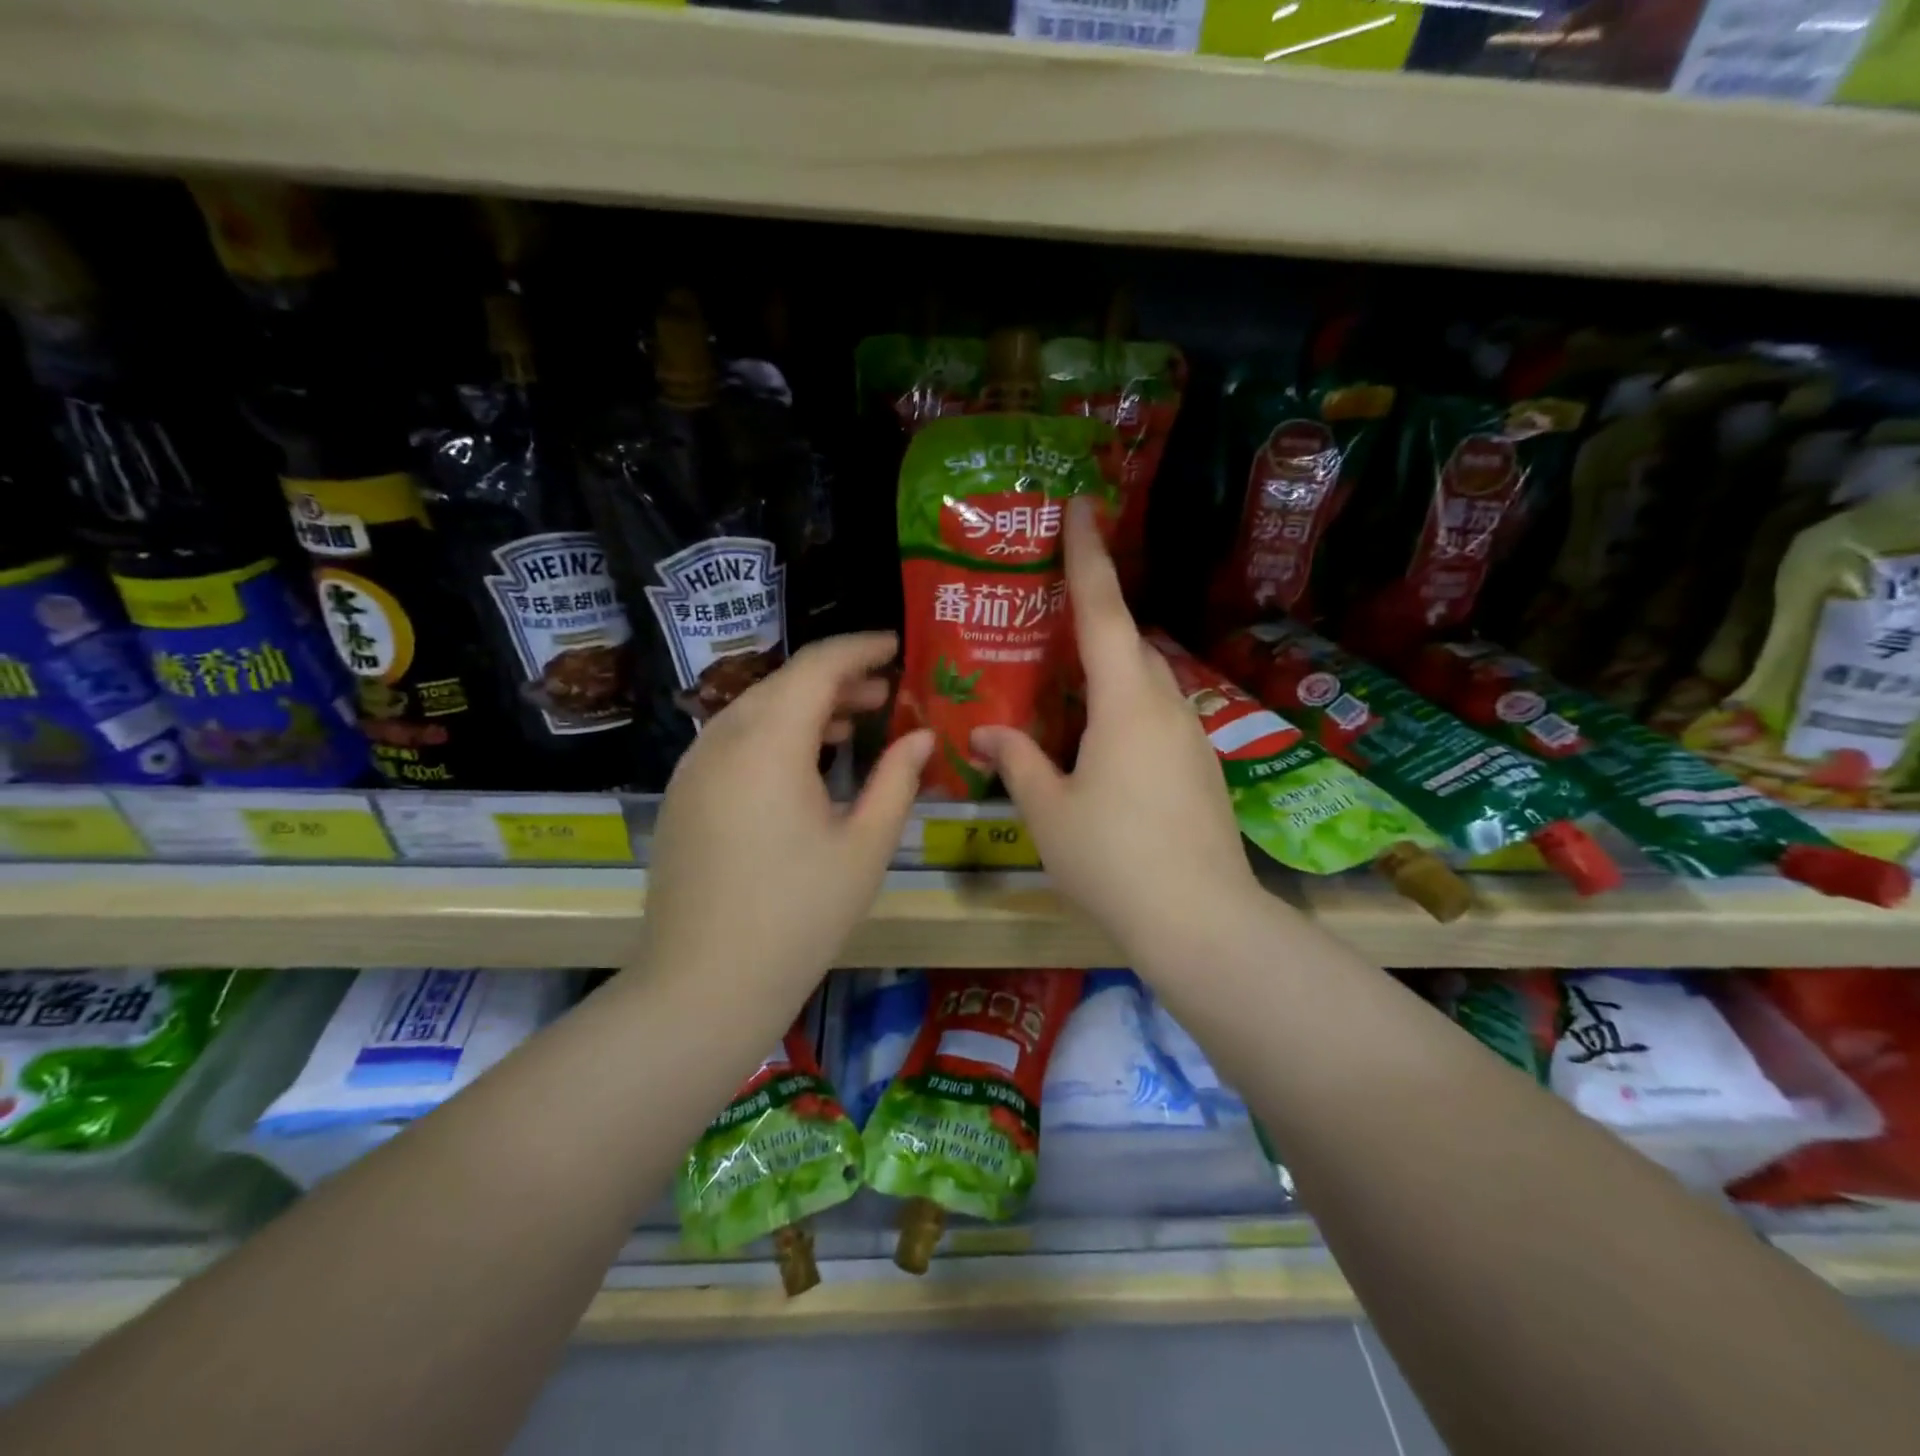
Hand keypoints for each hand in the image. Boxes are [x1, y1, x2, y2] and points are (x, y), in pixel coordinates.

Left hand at [643, 634, 933, 988]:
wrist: (703, 985)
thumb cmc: (798, 916)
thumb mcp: (865, 847)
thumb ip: (897, 781)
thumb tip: (921, 739)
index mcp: (769, 743)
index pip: (817, 666)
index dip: (860, 648)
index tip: (896, 646)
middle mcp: (722, 740)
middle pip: (783, 683)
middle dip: (837, 679)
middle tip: (885, 693)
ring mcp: (693, 768)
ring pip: (754, 709)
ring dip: (804, 706)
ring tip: (851, 724)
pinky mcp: (682, 795)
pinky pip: (733, 741)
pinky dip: (773, 734)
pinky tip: (804, 765)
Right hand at [972, 500, 1262, 958]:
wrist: (1202, 921)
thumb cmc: (1114, 860)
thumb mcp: (1049, 811)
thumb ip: (1018, 761)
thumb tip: (986, 732)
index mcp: (1126, 702)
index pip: (1104, 610)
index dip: (1089, 555)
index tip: (1083, 505)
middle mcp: (1167, 705)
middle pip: (1130, 643)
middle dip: (1094, 621)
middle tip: (1049, 625)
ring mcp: (1192, 737)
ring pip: (1147, 682)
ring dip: (1110, 673)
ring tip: (1067, 694)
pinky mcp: (1202, 768)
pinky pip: (1158, 717)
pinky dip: (1126, 711)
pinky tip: (1100, 750)